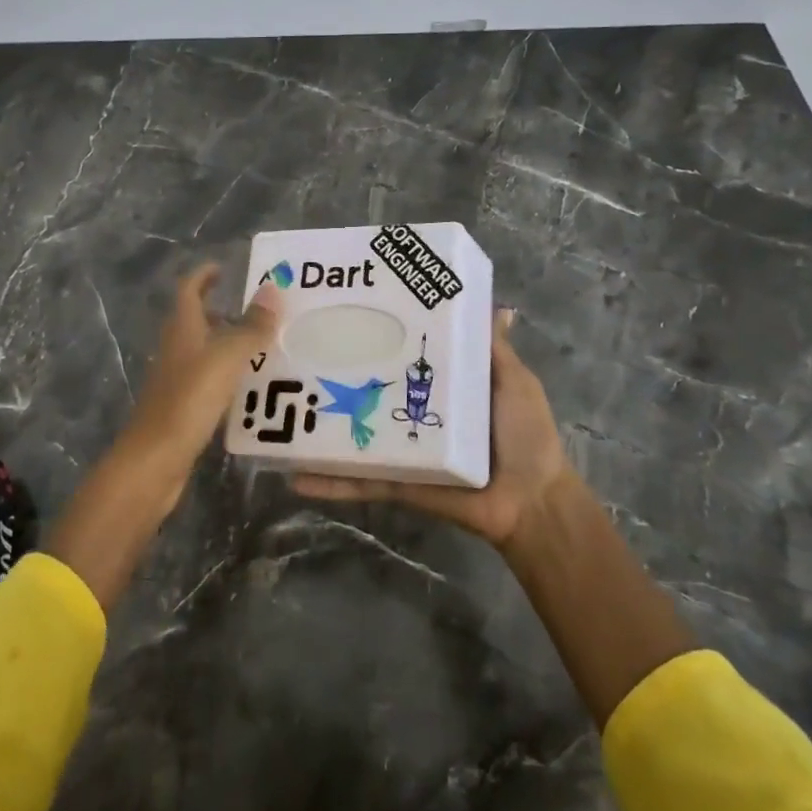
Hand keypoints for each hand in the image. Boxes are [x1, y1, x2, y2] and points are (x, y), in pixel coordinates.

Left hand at [118, 264, 283, 480]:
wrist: (154, 460)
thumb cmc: (189, 399)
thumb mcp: (227, 357)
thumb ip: (252, 325)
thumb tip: (273, 288)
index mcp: (182, 329)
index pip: (189, 290)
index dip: (203, 275)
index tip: (223, 268)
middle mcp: (176, 349)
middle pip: (195, 320)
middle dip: (221, 310)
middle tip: (257, 309)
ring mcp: (176, 380)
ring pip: (203, 351)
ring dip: (227, 343)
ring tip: (263, 345)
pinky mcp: (182, 408)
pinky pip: (207, 380)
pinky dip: (227, 375)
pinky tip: (250, 387)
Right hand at [294, 308, 574, 546]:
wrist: (532, 502)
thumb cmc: (524, 434)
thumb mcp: (513, 382)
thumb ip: (494, 350)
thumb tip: (499, 308)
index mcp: (437, 387)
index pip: (399, 356)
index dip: (376, 334)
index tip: (346, 308)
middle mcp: (412, 413)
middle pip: (367, 392)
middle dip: (335, 376)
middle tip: (294, 350)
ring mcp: (400, 450)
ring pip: (352, 435)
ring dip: (320, 428)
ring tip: (278, 409)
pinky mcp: (396, 483)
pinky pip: (360, 482)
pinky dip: (329, 481)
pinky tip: (294, 475)